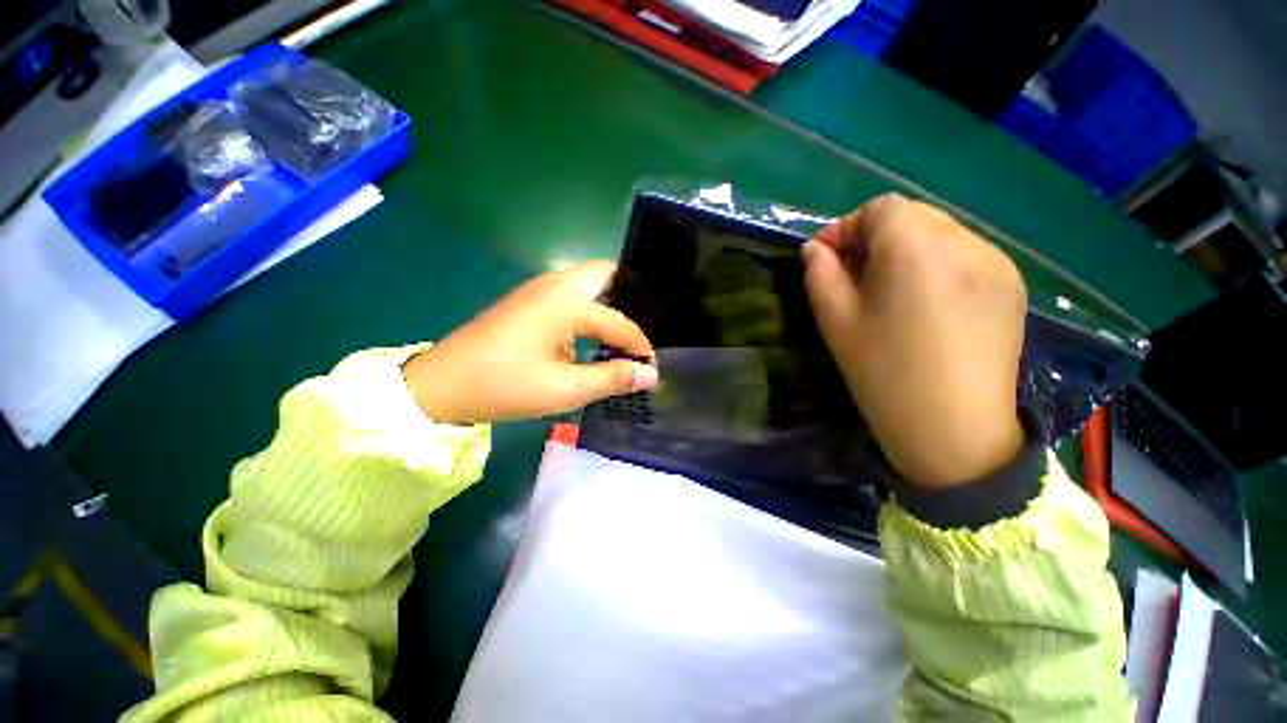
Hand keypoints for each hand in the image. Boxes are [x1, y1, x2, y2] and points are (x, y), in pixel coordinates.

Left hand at [403, 261, 657, 424]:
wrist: (441, 386)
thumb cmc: (504, 385)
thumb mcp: (564, 389)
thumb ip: (611, 378)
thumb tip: (650, 375)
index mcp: (565, 302)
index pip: (619, 321)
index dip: (640, 346)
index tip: (652, 368)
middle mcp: (555, 285)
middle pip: (605, 275)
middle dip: (629, 297)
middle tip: (640, 331)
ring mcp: (538, 290)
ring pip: (587, 283)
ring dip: (608, 304)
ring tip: (624, 335)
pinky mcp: (528, 302)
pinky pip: (571, 296)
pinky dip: (589, 310)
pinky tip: (593, 336)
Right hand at [802, 194, 1026, 487]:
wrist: (954, 431)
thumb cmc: (884, 374)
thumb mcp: (836, 322)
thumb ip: (820, 275)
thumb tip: (815, 249)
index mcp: (916, 248)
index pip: (880, 208)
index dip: (846, 227)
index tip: (825, 258)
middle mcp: (965, 241)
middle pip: (912, 215)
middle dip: (874, 236)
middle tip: (851, 274)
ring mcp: (996, 262)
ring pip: (940, 232)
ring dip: (905, 248)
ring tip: (887, 289)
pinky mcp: (1012, 286)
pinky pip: (965, 254)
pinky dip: (935, 263)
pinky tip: (924, 302)